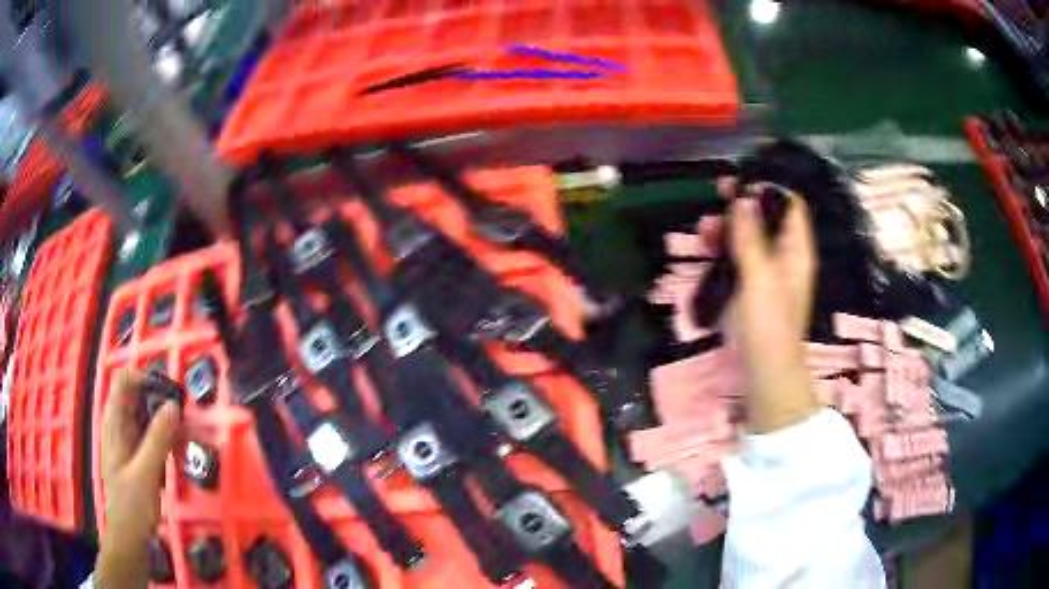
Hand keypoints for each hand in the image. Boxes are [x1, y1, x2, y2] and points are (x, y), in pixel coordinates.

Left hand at [96, 370, 180, 588]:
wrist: (130, 538)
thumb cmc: (131, 506)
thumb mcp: (146, 474)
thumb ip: (158, 440)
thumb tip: (173, 405)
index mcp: (114, 423)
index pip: (124, 382)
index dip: (143, 379)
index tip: (167, 393)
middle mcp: (120, 427)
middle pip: (138, 398)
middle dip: (160, 404)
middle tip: (182, 421)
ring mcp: (129, 442)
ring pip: (148, 419)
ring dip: (166, 425)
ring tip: (183, 441)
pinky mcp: (139, 457)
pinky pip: (153, 438)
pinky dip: (166, 442)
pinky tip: (177, 456)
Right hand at [724, 183, 820, 433]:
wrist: (764, 372)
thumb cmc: (768, 324)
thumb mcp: (759, 276)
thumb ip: (750, 236)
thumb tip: (743, 197)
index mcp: (796, 250)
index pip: (790, 205)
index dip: (769, 188)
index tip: (743, 182)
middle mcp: (784, 256)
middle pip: (767, 218)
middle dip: (743, 205)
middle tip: (718, 192)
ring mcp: (767, 273)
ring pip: (749, 238)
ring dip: (728, 227)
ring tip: (704, 227)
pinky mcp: (750, 289)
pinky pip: (738, 259)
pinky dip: (724, 249)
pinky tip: (706, 246)